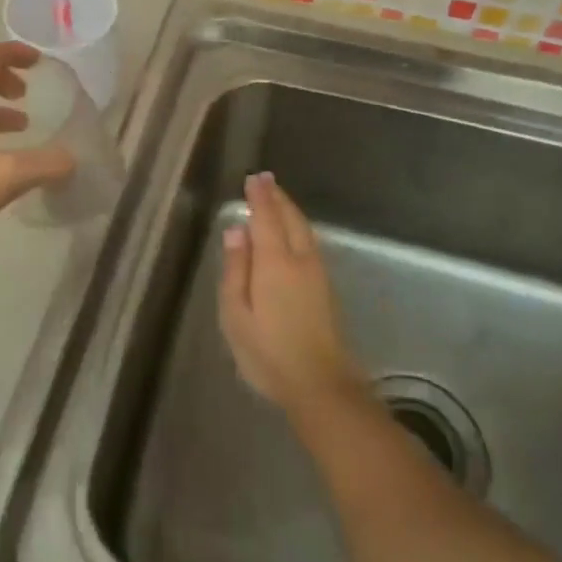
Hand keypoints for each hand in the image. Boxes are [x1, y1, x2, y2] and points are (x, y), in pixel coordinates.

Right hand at [219, 173, 365, 419]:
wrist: (320, 384)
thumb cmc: (268, 352)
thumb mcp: (236, 313)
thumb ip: (235, 269)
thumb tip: (236, 231)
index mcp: (275, 262)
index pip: (266, 218)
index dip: (260, 197)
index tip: (254, 178)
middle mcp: (300, 259)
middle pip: (290, 218)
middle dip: (277, 198)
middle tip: (265, 181)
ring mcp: (317, 274)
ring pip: (303, 230)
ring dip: (289, 210)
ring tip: (276, 200)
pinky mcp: (325, 288)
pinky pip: (309, 242)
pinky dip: (297, 227)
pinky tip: (291, 232)